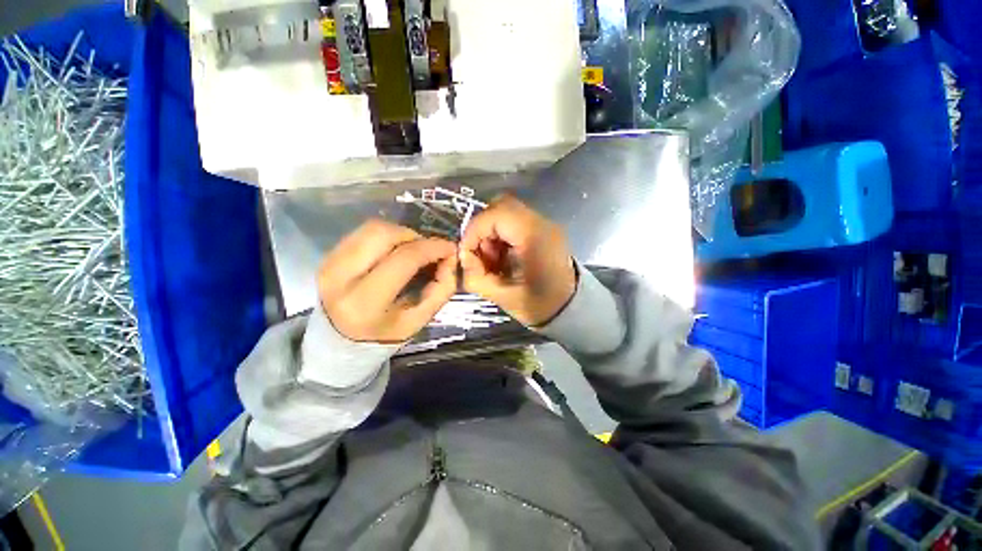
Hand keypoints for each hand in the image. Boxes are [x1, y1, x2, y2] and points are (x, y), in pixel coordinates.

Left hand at [317, 220, 457, 342]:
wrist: (339, 340)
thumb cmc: (383, 333)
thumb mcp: (418, 321)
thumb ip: (441, 290)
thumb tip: (450, 259)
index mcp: (365, 302)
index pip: (404, 259)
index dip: (432, 247)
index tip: (450, 248)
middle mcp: (340, 277)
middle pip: (383, 233)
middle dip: (414, 235)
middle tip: (428, 249)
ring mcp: (330, 262)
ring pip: (372, 228)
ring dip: (401, 233)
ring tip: (413, 250)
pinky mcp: (329, 255)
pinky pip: (363, 232)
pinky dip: (387, 236)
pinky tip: (395, 251)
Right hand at [460, 195, 575, 326]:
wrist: (570, 309)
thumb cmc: (539, 306)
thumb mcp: (503, 296)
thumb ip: (476, 276)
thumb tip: (463, 257)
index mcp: (535, 237)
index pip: (496, 214)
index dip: (474, 229)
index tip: (466, 252)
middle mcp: (542, 224)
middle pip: (502, 206)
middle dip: (482, 228)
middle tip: (479, 253)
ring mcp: (545, 225)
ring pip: (507, 212)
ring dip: (492, 231)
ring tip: (492, 259)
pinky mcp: (543, 231)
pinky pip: (515, 222)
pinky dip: (502, 235)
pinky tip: (503, 256)